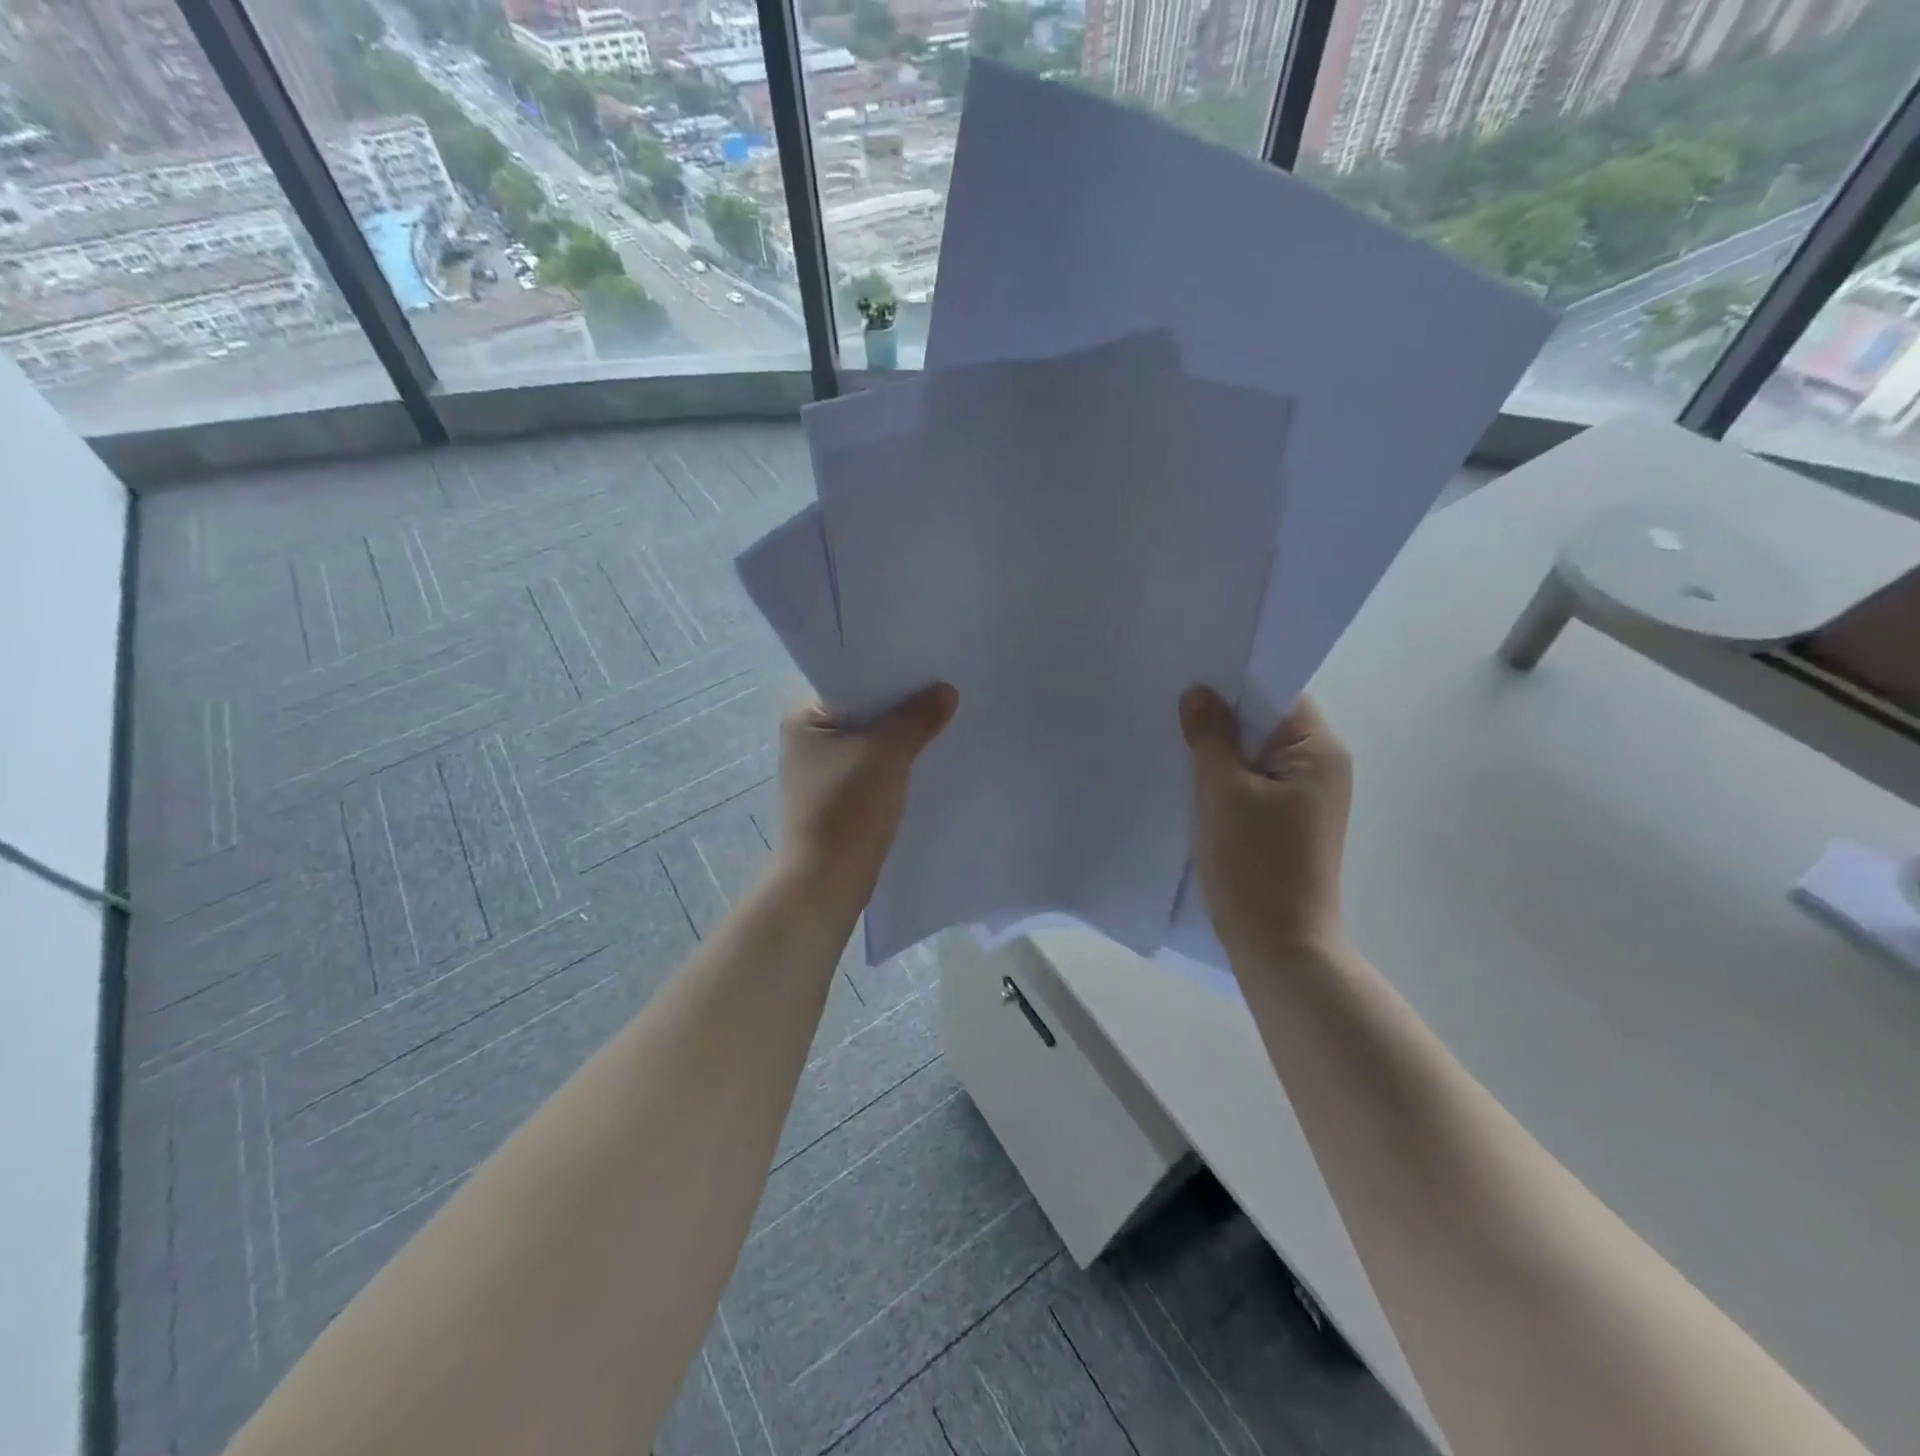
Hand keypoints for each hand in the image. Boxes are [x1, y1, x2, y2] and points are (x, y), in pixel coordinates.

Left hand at [776, 684, 958, 898]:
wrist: (828, 881)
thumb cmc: (848, 808)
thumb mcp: (886, 754)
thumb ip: (917, 718)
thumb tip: (947, 690)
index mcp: (805, 717)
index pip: (852, 679)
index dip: (892, 671)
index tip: (930, 663)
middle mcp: (810, 737)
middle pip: (866, 708)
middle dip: (903, 704)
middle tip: (946, 688)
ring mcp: (825, 768)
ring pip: (874, 738)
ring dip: (903, 734)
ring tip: (945, 717)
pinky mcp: (842, 794)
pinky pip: (876, 764)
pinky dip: (899, 760)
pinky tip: (930, 755)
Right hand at [1181, 687, 1351, 957]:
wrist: (1278, 944)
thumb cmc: (1254, 862)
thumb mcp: (1223, 791)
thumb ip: (1210, 735)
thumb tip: (1199, 692)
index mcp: (1318, 750)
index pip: (1277, 693)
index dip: (1233, 683)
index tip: (1189, 677)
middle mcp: (1320, 767)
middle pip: (1265, 723)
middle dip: (1220, 717)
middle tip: (1169, 705)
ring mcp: (1305, 798)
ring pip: (1255, 756)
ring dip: (1219, 750)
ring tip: (1172, 738)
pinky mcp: (1286, 823)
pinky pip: (1252, 784)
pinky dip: (1224, 779)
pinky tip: (1188, 779)